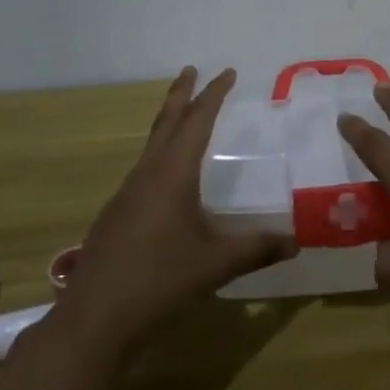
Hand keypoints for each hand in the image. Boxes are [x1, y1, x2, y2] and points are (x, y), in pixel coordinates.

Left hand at [61, 67, 296, 355]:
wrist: (94, 320)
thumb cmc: (159, 282)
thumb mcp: (215, 265)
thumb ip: (256, 250)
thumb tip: (296, 242)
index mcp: (172, 174)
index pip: (197, 121)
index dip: (213, 95)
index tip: (227, 72)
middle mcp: (147, 174)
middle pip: (167, 122)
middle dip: (181, 94)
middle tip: (191, 69)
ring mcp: (127, 194)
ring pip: (151, 146)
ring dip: (169, 124)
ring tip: (183, 117)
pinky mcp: (116, 216)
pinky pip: (143, 170)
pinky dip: (160, 155)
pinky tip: (166, 178)